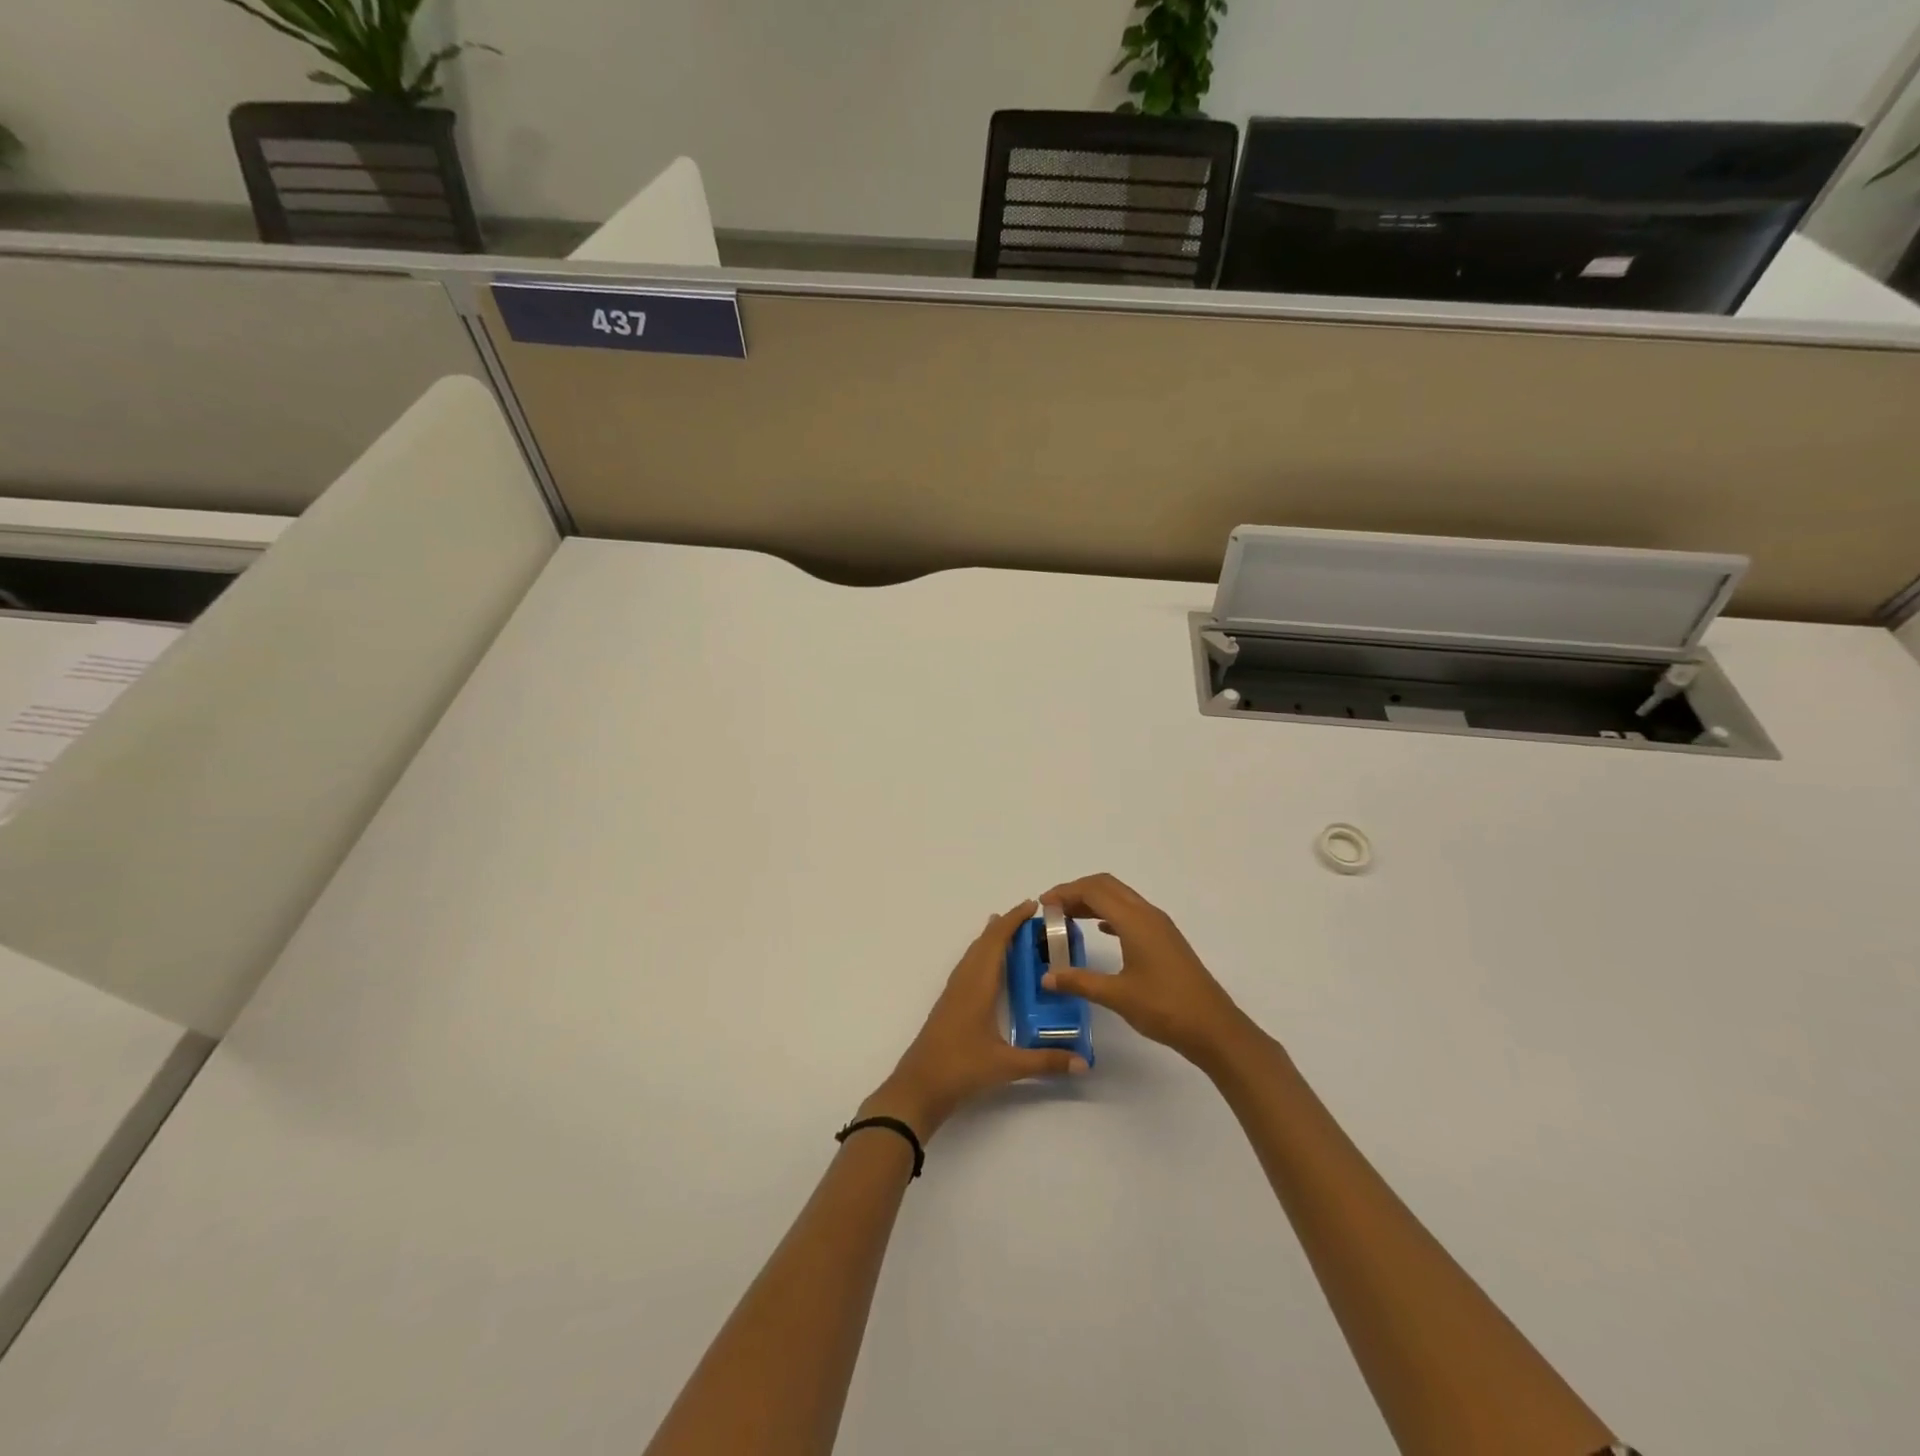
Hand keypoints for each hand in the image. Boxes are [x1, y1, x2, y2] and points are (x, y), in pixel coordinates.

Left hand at [859, 899, 1087, 1140]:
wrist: (918, 1087)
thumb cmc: (960, 1069)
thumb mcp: (1007, 1065)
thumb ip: (1046, 1062)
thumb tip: (1084, 1063)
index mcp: (977, 985)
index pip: (996, 942)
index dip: (1013, 921)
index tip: (1032, 905)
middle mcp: (964, 981)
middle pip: (983, 942)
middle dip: (1005, 925)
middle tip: (1031, 918)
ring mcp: (953, 992)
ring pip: (973, 954)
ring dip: (991, 939)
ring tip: (1011, 933)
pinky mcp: (949, 1004)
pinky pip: (968, 967)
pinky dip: (982, 955)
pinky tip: (990, 968)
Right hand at [1038, 874, 1252, 1067]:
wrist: (1213, 1028)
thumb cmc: (1165, 1008)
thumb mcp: (1117, 996)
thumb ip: (1079, 982)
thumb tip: (1046, 977)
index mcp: (1134, 921)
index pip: (1094, 891)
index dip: (1065, 892)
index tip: (1043, 905)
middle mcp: (1147, 914)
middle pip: (1107, 886)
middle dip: (1077, 891)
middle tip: (1052, 908)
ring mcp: (1159, 926)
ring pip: (1120, 898)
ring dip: (1093, 901)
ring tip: (1068, 918)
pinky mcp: (1164, 939)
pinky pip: (1130, 913)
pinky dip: (1109, 914)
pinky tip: (1099, 931)